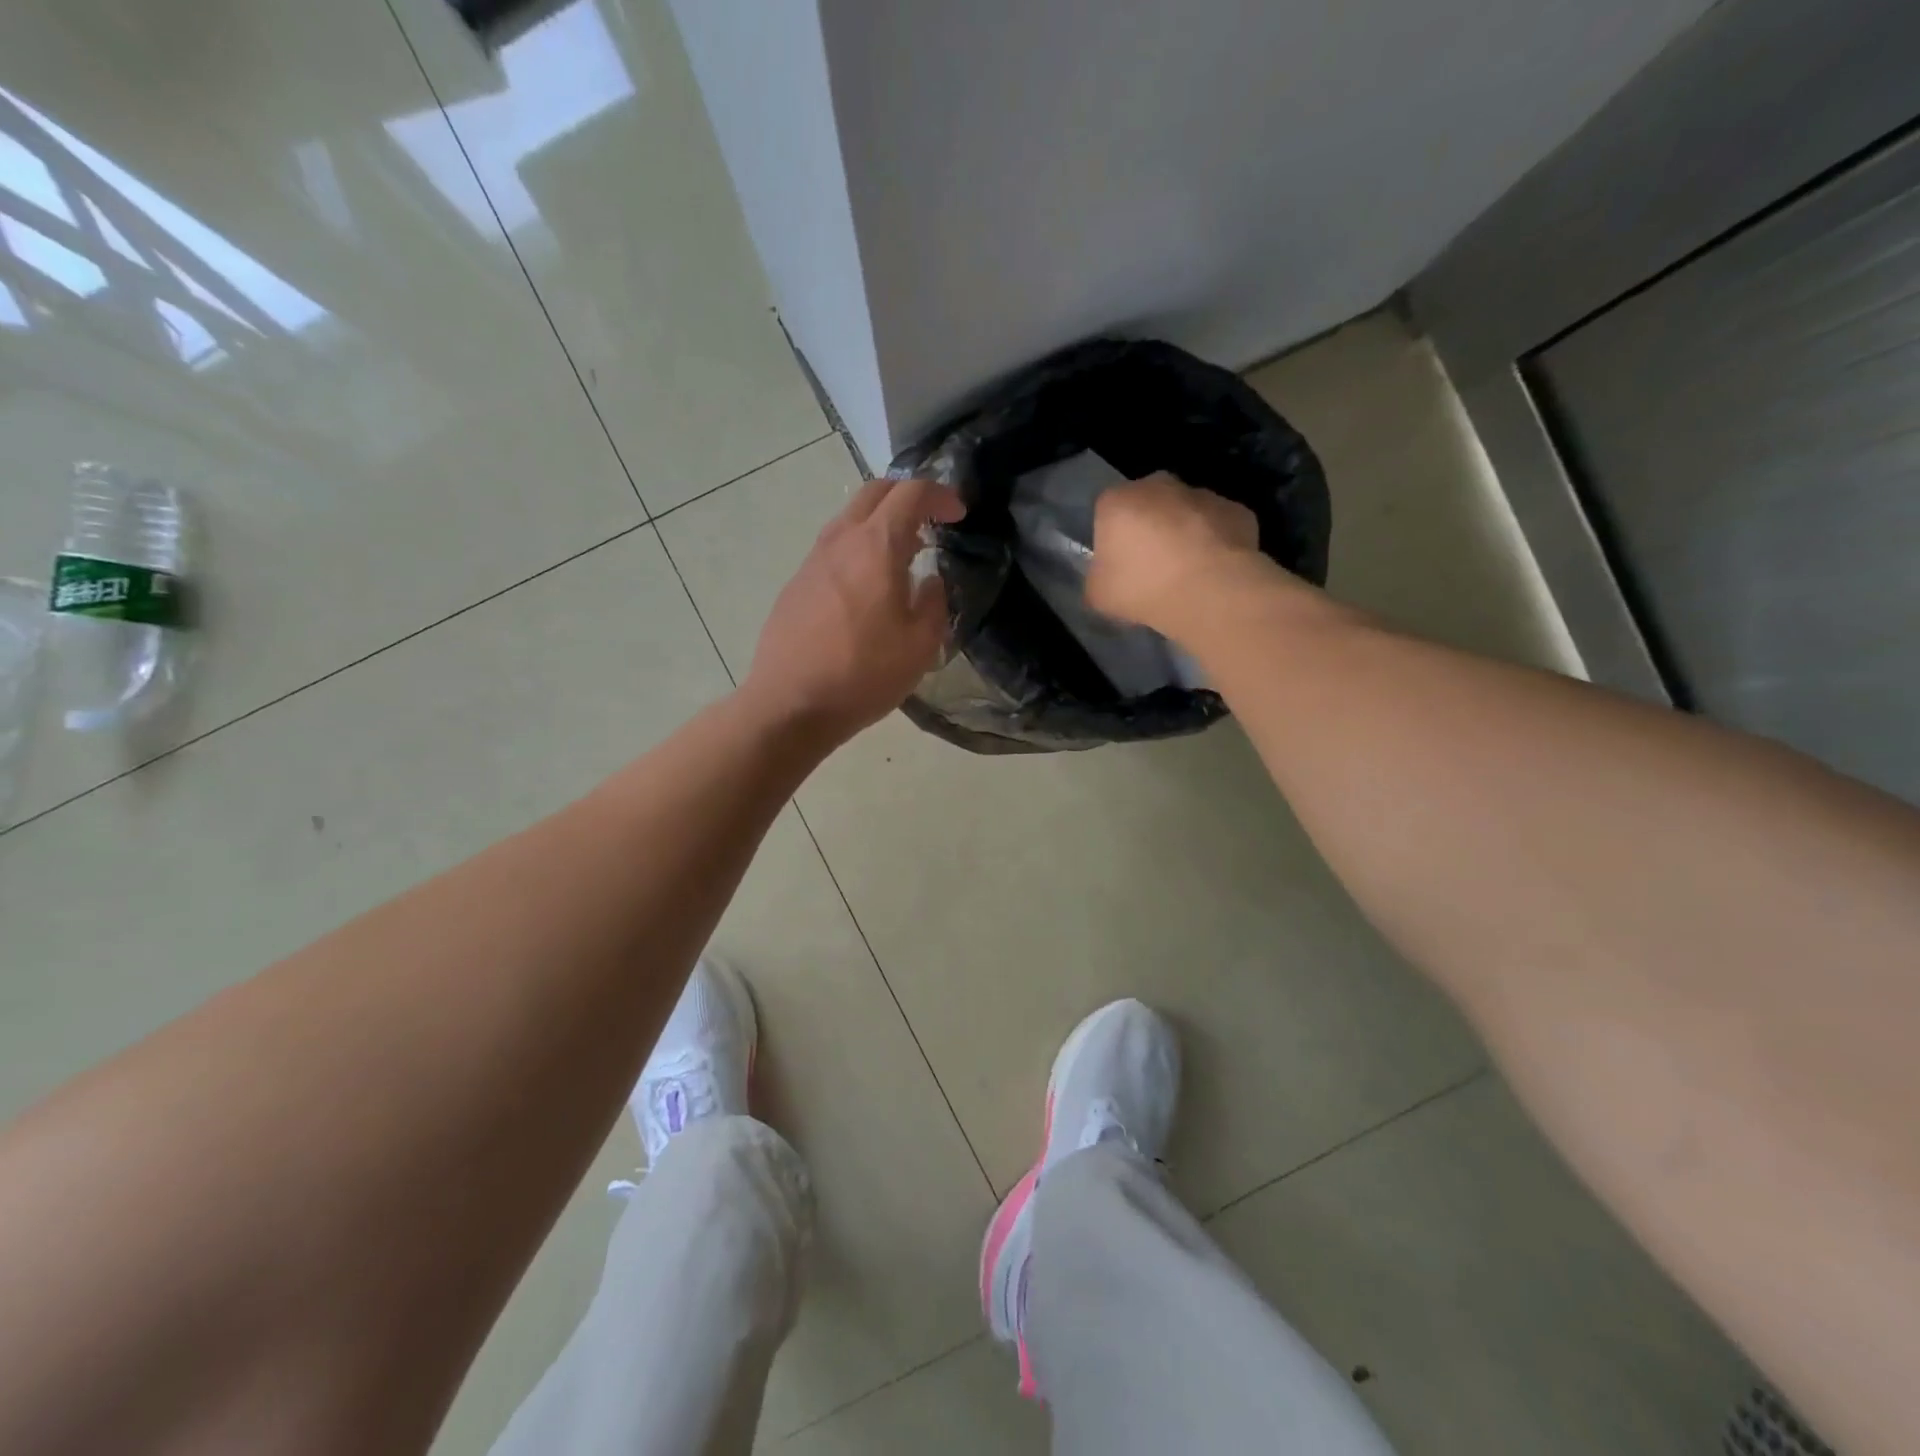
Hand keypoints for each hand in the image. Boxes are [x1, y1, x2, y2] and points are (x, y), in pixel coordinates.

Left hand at [741, 477, 965, 745]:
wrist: (791, 703)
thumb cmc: (864, 674)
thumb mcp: (920, 644)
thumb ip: (934, 603)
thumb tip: (929, 581)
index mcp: (876, 546)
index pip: (911, 494)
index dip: (940, 495)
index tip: (958, 513)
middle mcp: (841, 541)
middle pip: (874, 493)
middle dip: (907, 497)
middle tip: (930, 522)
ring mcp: (812, 561)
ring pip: (850, 519)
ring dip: (880, 524)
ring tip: (902, 556)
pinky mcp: (796, 584)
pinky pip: (834, 549)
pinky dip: (859, 549)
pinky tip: (868, 587)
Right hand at [1085, 471, 1260, 636]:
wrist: (1209, 590)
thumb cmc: (1142, 588)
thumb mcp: (1098, 595)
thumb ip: (1098, 578)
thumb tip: (1107, 578)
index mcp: (1117, 501)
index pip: (1106, 512)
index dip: (1112, 539)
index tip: (1119, 566)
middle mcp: (1159, 485)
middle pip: (1148, 504)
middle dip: (1150, 528)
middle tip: (1152, 568)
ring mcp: (1202, 494)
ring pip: (1186, 513)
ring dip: (1184, 534)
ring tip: (1187, 574)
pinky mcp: (1237, 510)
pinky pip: (1219, 527)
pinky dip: (1216, 543)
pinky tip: (1214, 572)